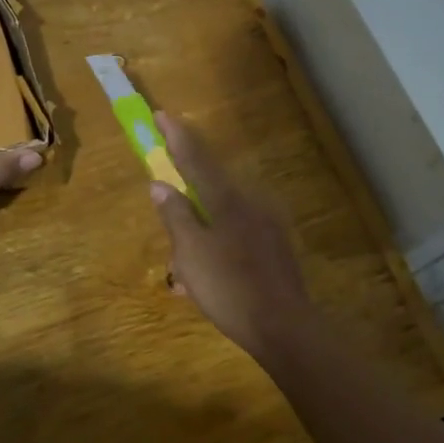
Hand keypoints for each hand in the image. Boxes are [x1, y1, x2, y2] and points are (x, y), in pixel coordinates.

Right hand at [147, 113, 317, 365]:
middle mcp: (251, 205)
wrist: (284, 328)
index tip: (161, 114)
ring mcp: (267, 228)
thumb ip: (175, 215)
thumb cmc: (229, 287)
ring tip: (187, 273)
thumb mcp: (191, 253)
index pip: (196, 160)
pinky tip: (208, 281)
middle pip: (210, 192)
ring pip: (222, 221)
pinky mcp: (275, 251)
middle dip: (186, 204)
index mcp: (228, 201)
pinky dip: (218, 251)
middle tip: (170, 228)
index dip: (176, 137)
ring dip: (201, 237)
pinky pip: (237, 240)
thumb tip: (159, 184)